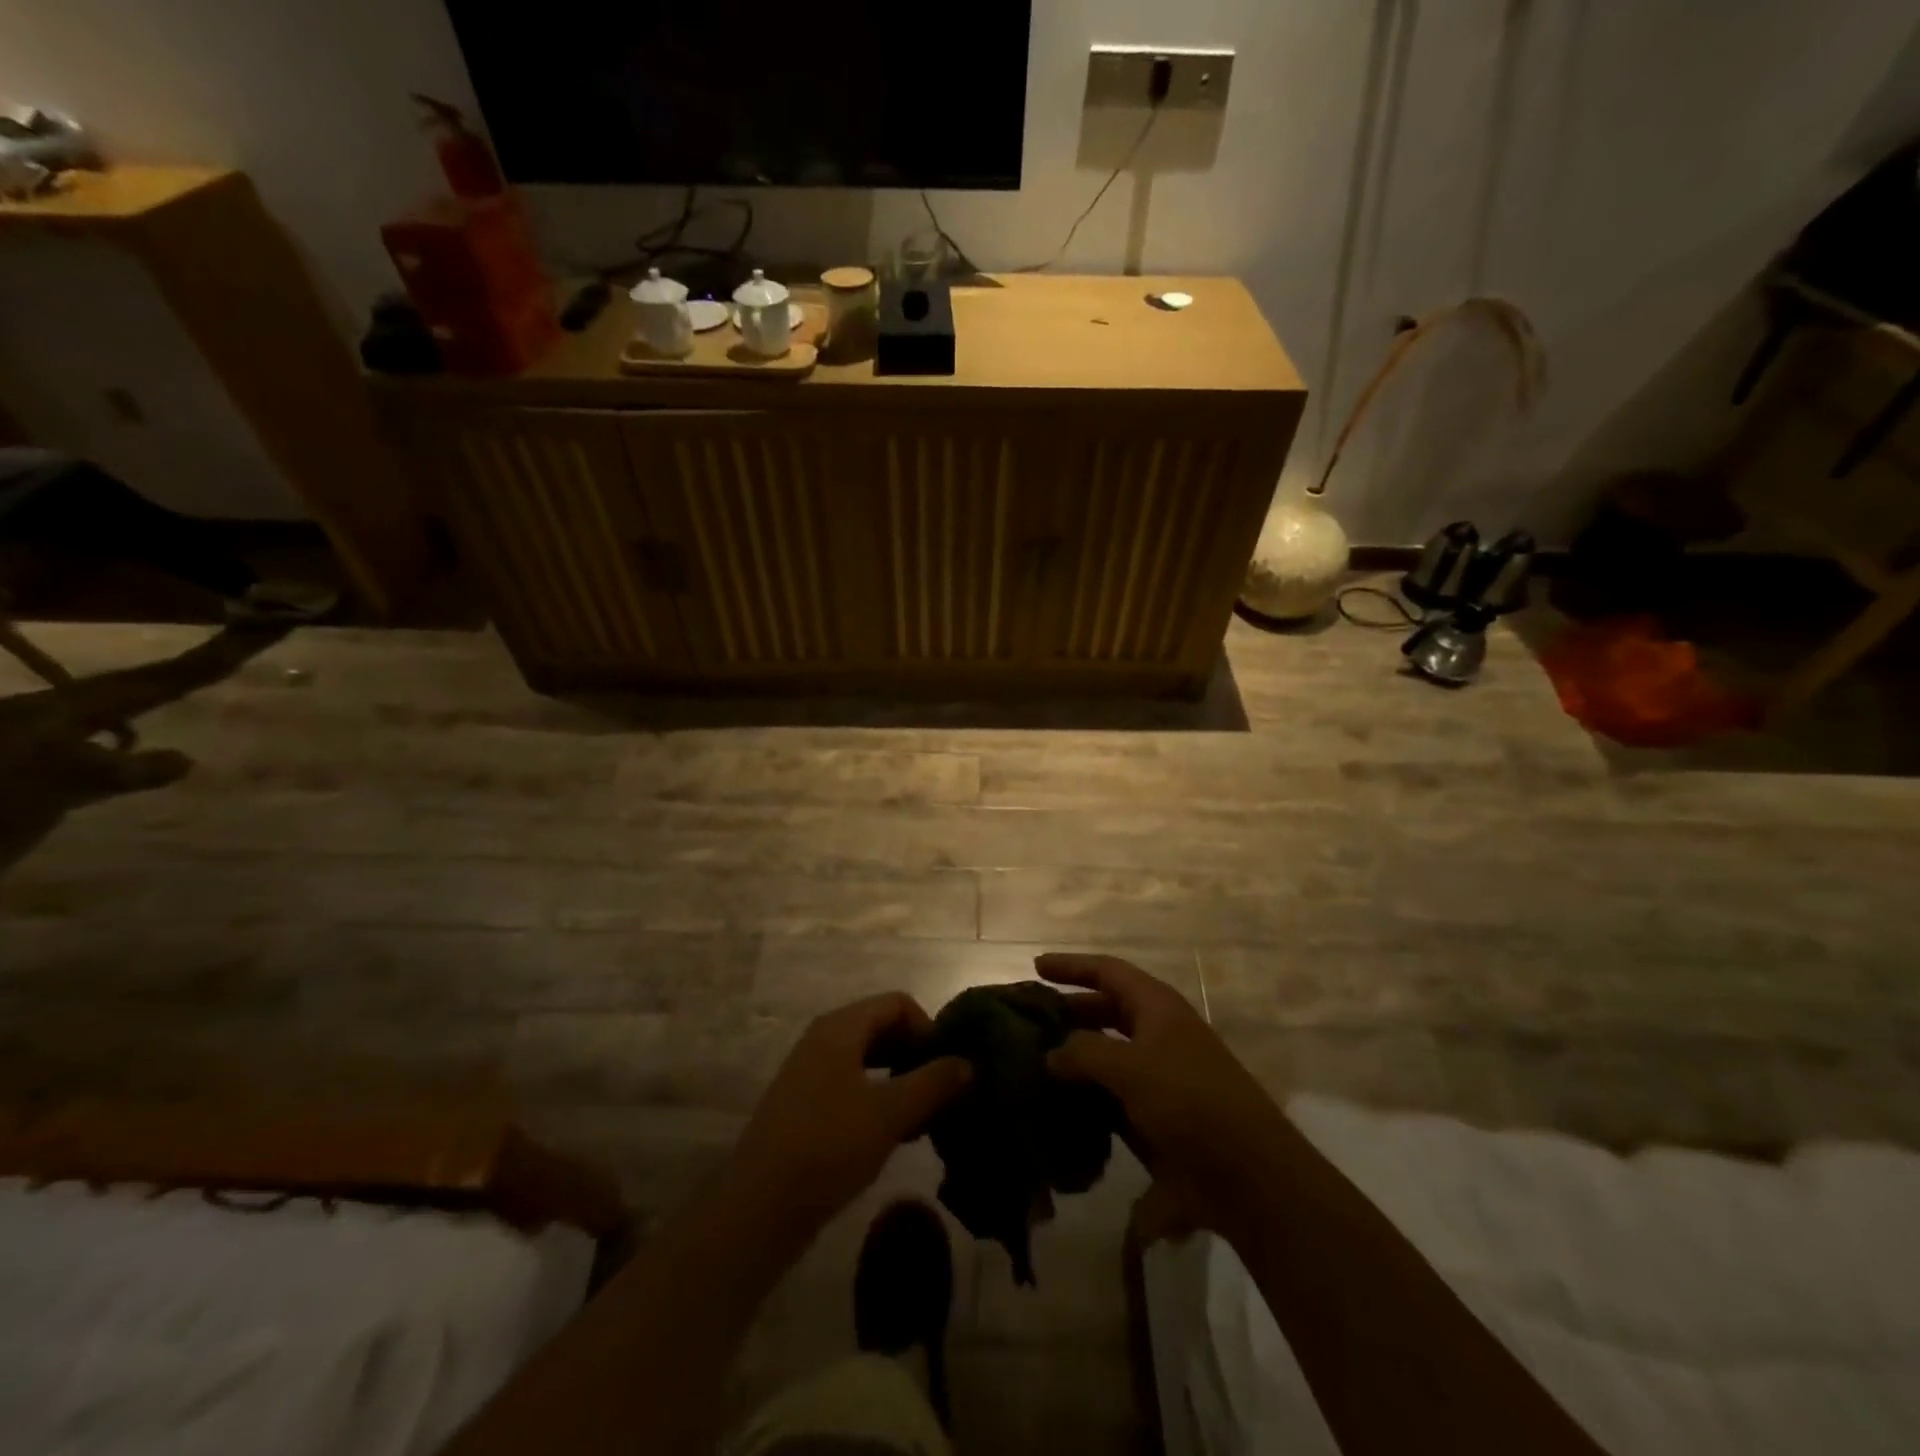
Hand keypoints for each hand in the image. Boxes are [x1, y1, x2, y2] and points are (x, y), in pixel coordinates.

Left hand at [730, 994, 971, 1233]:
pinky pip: (854, 1085)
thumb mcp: (889, 1113)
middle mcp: (824, 1039)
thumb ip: (932, 1083)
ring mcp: (812, 1072)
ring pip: (870, 1060)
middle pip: (884, 1028)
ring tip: (926, 1118)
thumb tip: (967, 1063)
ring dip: (902, 1080)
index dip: (928, 1028)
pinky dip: (881, 1099)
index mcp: (840, 1027)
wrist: (758, 1208)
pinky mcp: (808, 1105)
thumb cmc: (827, 1147)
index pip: (898, 1003)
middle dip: (917, 1055)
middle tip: (943, 1094)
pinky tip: (897, 1135)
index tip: (946, 1069)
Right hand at [1038, 953, 1289, 1235]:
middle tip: (1026, 1022)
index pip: (1108, 971)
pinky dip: (1085, 1100)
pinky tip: (1055, 1110)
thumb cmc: (1189, 1101)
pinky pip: (1111, 1098)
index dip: (1072, 966)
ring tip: (1031, 1065)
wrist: (1248, 1176)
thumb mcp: (1130, 1067)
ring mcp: (1158, 1077)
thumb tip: (1051, 1054)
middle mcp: (1157, 1034)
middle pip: (1105, 1011)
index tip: (1036, 966)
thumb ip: (1083, 1052)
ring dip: (1073, 1059)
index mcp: (1156, 1007)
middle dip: (1068, 1013)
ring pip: (1105, 1057)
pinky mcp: (1156, 1117)